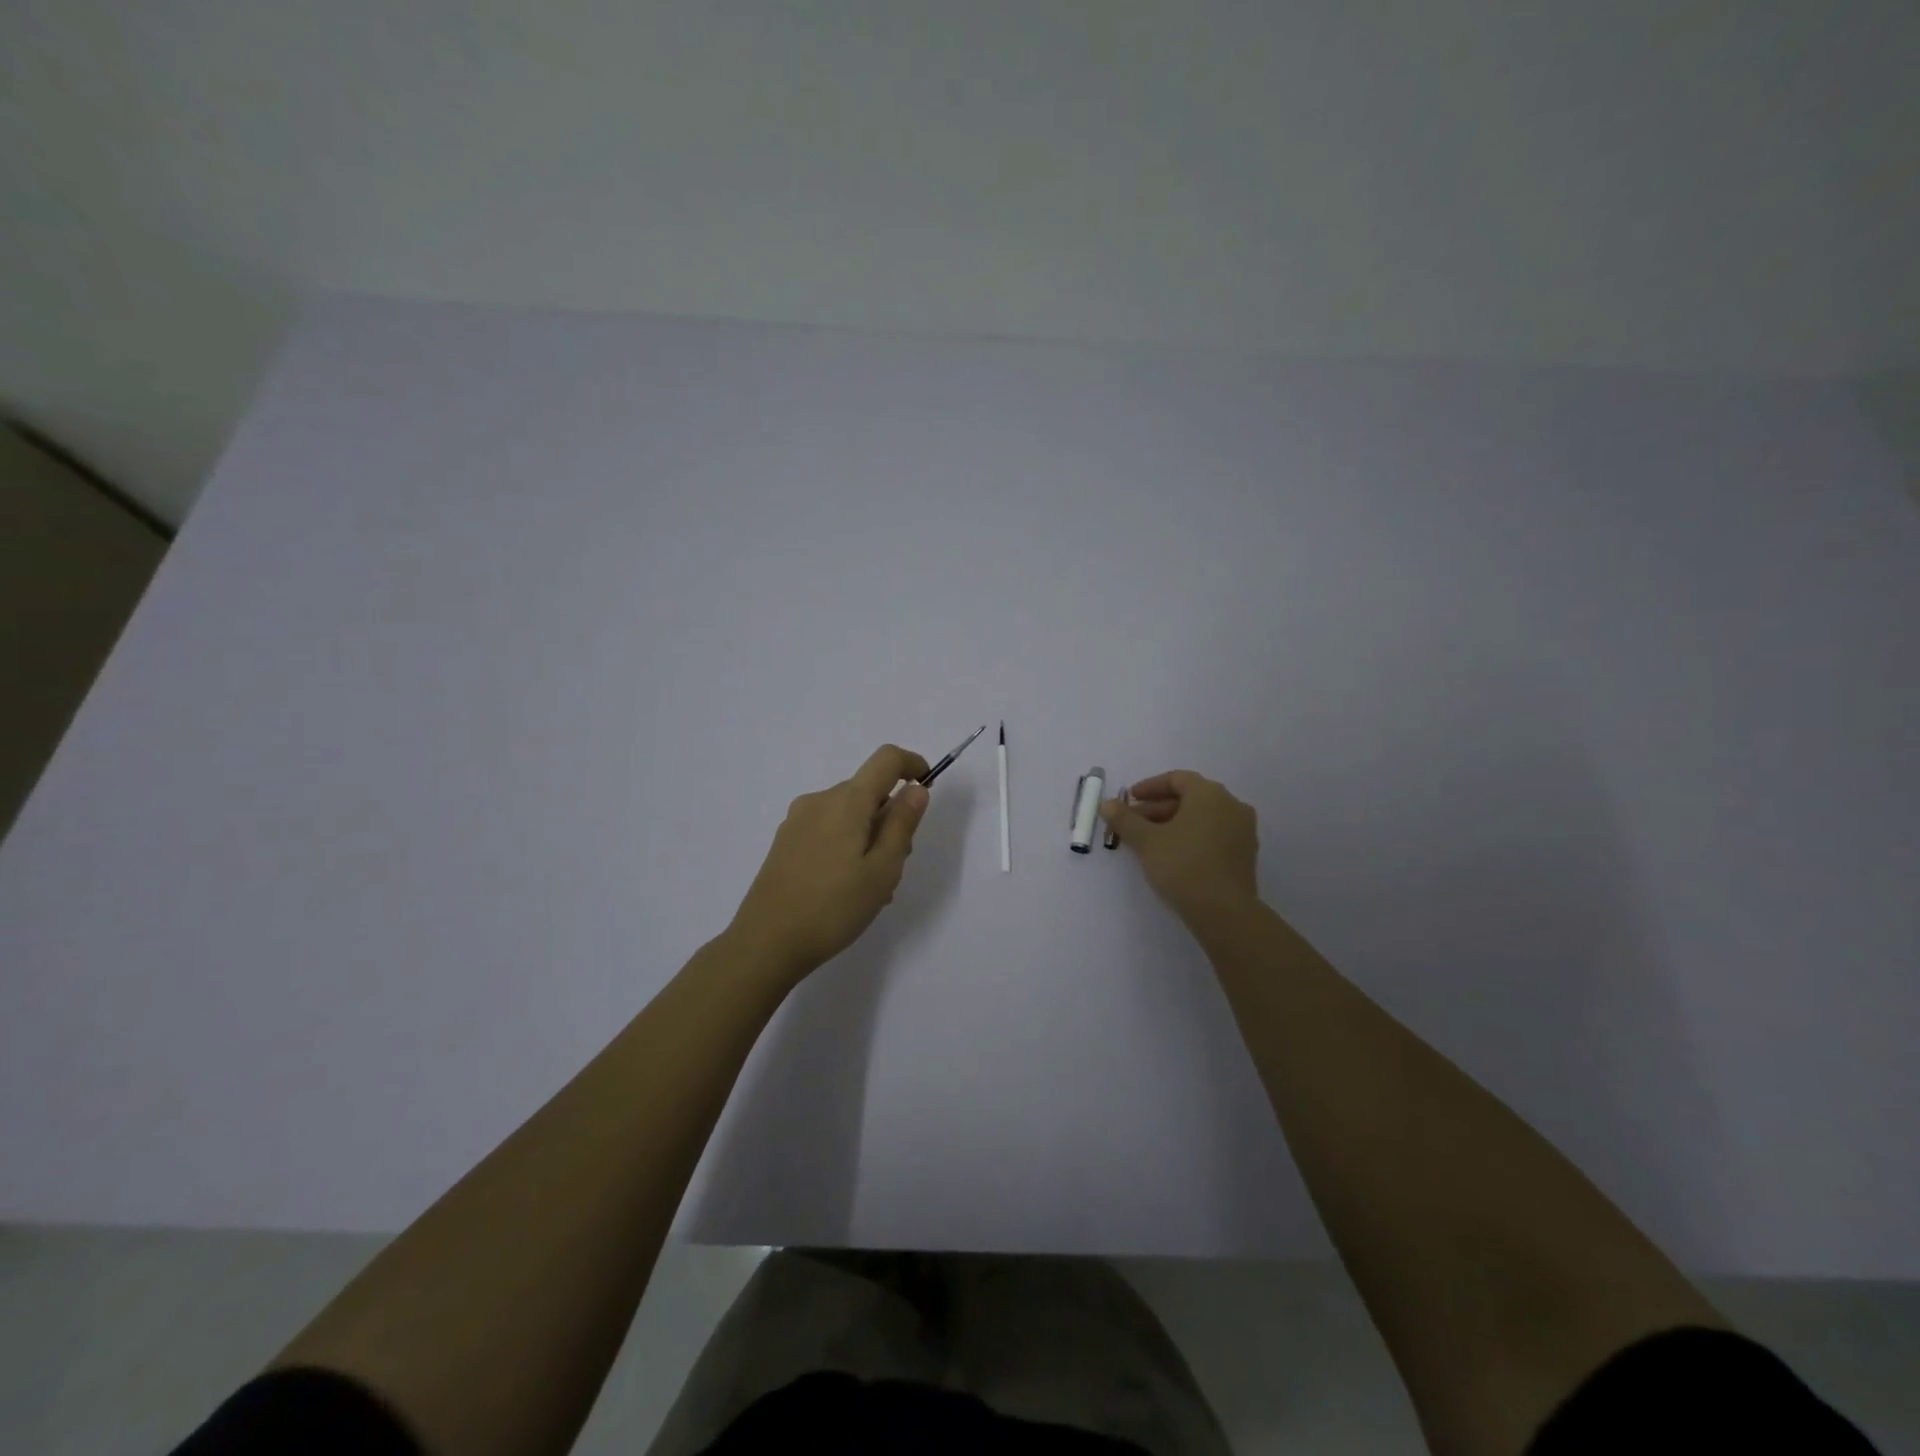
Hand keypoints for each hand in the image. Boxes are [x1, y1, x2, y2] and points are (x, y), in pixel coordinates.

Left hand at [728, 744, 932, 981]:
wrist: (766, 942)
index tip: (927, 790)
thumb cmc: (833, 907)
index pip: (886, 759)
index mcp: (847, 801)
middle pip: (868, 791)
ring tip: (872, 887)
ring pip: (849, 814)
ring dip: (869, 836)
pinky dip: (847, 845)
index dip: (912, 764)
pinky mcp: (785, 841)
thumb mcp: (883, 869)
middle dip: (891, 817)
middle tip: (896, 866)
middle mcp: (820, 800)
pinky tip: (845, 888)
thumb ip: (902, 824)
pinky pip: (828, 829)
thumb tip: (915, 789)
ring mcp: (798, 820)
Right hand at [1100, 770, 1260, 928]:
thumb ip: (1125, 819)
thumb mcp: (1146, 841)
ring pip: (1202, 817)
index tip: (1129, 800)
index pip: (1177, 779)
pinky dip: (1191, 836)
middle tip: (1132, 823)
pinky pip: (1213, 834)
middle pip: (1189, 798)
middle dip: (1157, 808)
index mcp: (1210, 794)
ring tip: (1148, 841)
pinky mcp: (1244, 853)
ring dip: (1173, 823)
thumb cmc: (1183, 866)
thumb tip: (1106, 804)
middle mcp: (1231, 805)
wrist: (1224, 912)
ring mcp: (1242, 830)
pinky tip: (1172, 854)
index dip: (1149, 787)